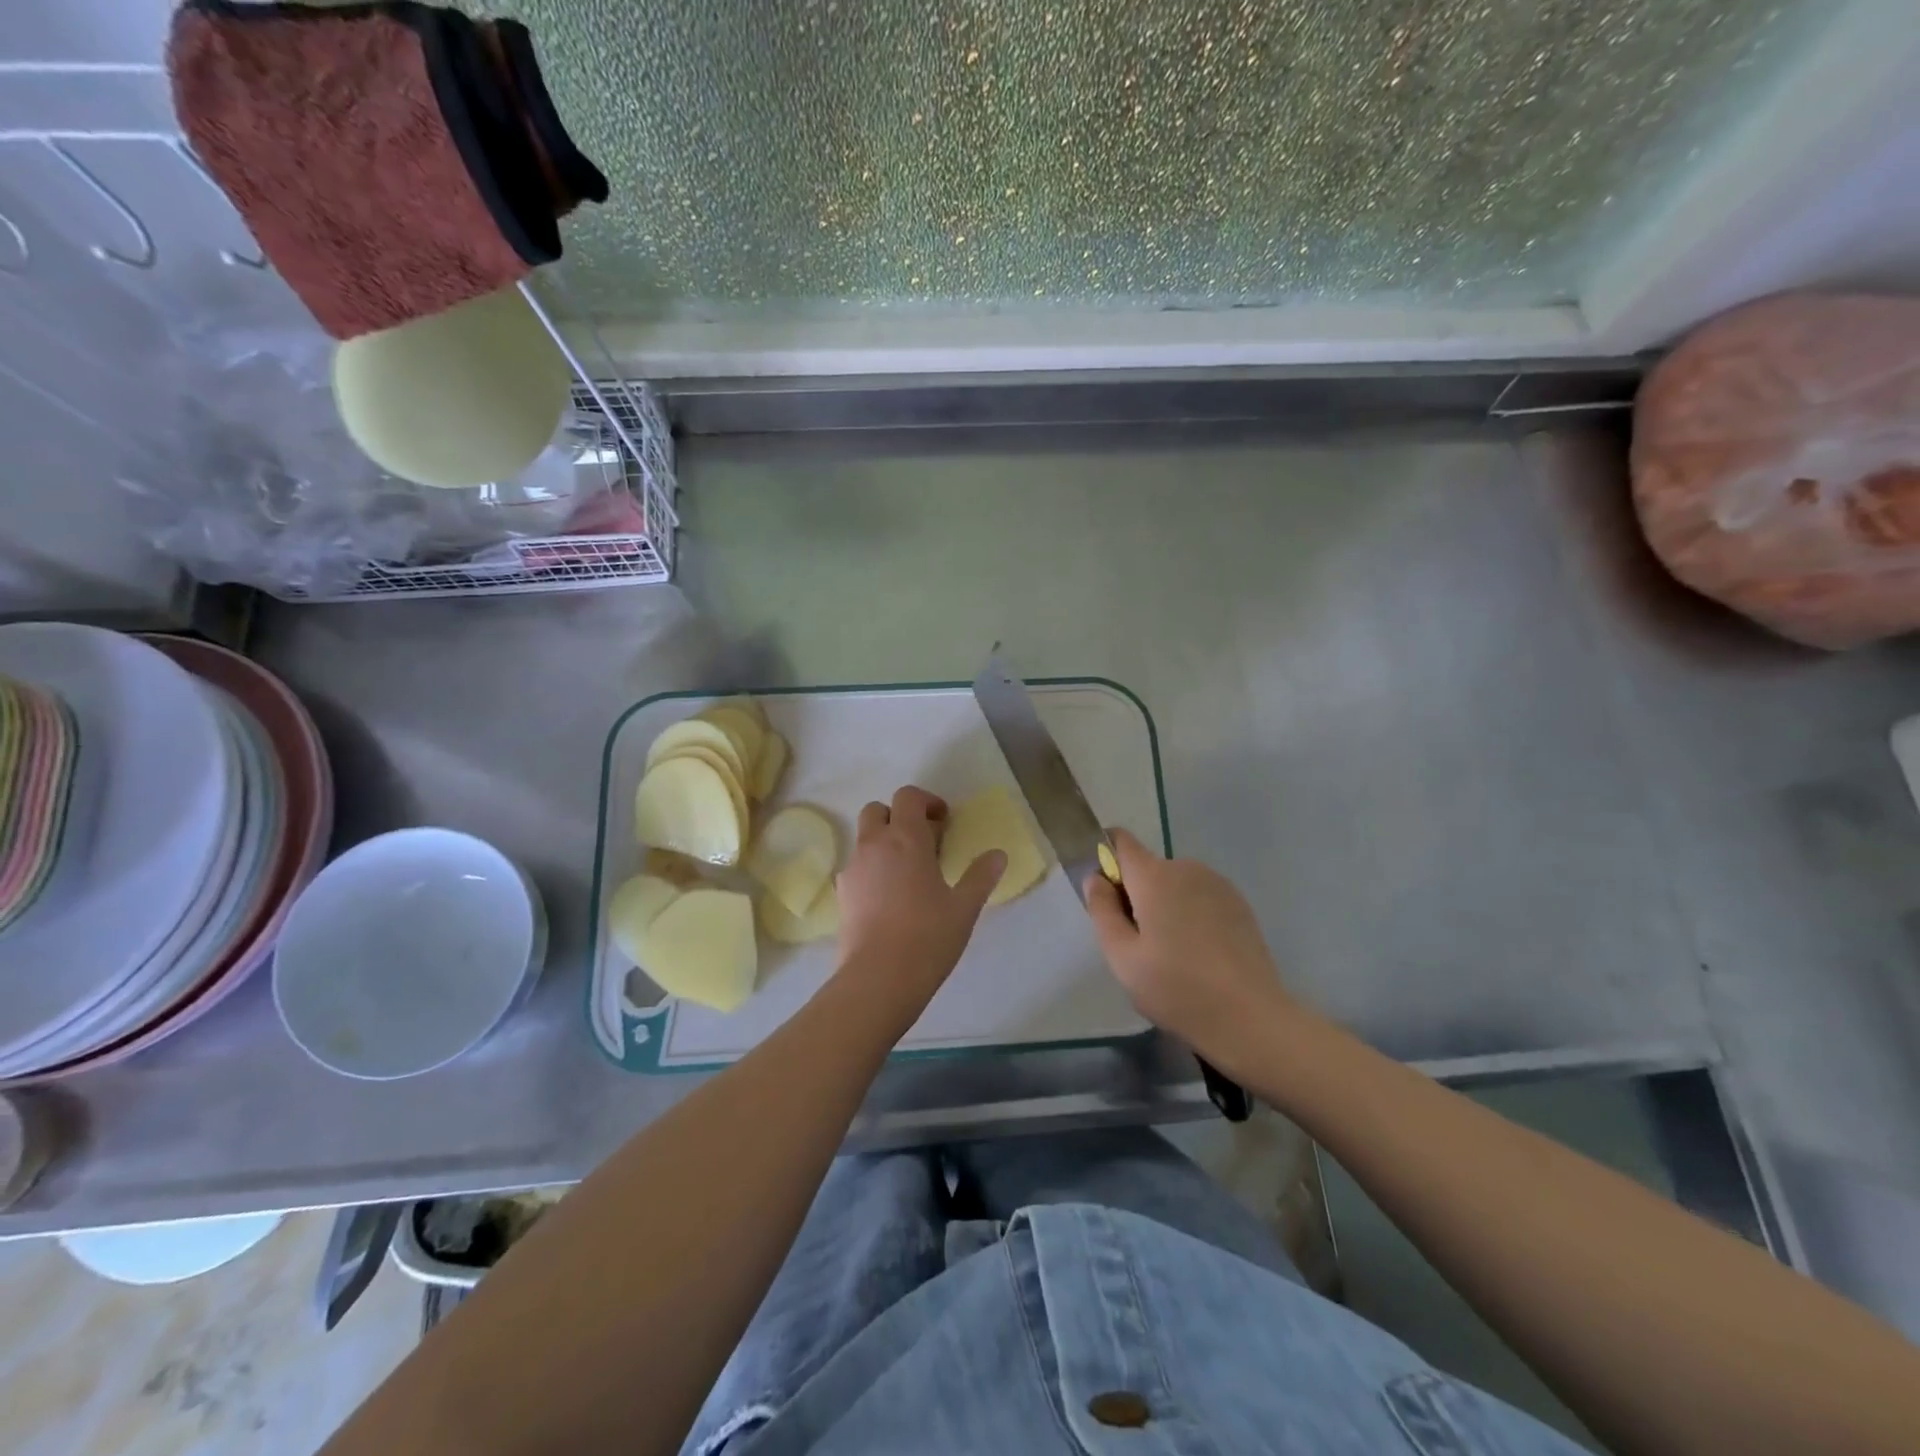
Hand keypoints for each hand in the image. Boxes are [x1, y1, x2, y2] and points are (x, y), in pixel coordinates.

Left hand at [835, 785, 1005, 1008]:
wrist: (878, 979)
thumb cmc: (927, 937)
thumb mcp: (964, 907)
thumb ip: (980, 876)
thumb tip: (998, 854)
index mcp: (905, 838)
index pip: (908, 797)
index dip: (927, 801)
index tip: (944, 821)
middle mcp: (873, 845)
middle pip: (878, 810)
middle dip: (899, 817)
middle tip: (924, 843)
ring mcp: (852, 869)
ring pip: (864, 839)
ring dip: (884, 842)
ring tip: (908, 874)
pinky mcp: (841, 894)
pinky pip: (857, 867)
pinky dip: (872, 869)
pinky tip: (889, 898)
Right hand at [1086, 829, 1296, 1073]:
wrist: (1251, 1019)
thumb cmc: (1176, 988)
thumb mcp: (1122, 957)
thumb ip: (1102, 910)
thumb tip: (1096, 878)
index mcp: (1154, 876)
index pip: (1119, 841)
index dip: (1105, 858)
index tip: (1104, 894)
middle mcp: (1186, 867)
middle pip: (1147, 868)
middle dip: (1135, 894)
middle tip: (1137, 943)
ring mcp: (1217, 884)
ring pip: (1174, 884)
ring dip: (1164, 905)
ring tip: (1171, 954)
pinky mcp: (1239, 904)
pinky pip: (1200, 896)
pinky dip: (1190, 914)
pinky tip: (1199, 954)